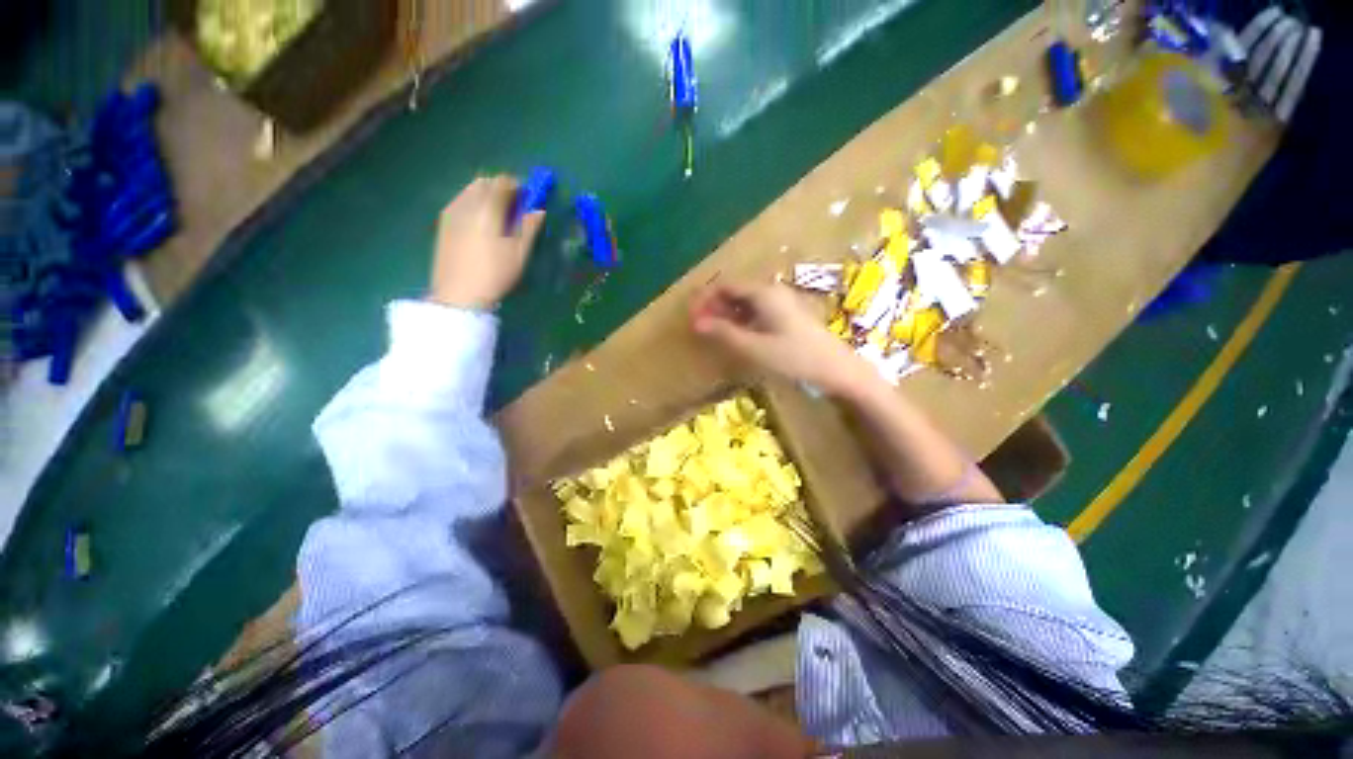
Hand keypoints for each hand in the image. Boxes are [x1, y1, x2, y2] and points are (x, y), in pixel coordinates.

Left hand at [429, 175, 545, 309]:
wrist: (459, 293)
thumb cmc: (495, 274)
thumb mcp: (519, 253)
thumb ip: (529, 227)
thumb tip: (539, 209)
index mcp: (488, 209)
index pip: (502, 183)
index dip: (517, 185)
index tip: (527, 196)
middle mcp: (467, 204)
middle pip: (484, 182)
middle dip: (500, 188)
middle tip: (514, 205)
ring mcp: (451, 212)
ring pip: (470, 190)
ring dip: (486, 194)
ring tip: (498, 215)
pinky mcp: (443, 223)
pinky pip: (460, 201)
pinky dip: (473, 203)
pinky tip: (481, 223)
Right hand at [690, 281, 871, 395]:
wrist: (837, 369)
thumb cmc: (794, 357)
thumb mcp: (754, 347)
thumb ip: (724, 333)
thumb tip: (696, 323)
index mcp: (764, 293)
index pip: (726, 286)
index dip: (705, 299)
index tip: (690, 316)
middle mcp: (773, 291)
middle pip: (736, 291)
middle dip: (715, 306)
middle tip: (699, 325)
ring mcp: (783, 303)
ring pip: (747, 302)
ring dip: (728, 314)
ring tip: (714, 332)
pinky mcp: (789, 315)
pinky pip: (758, 311)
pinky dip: (743, 320)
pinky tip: (737, 335)